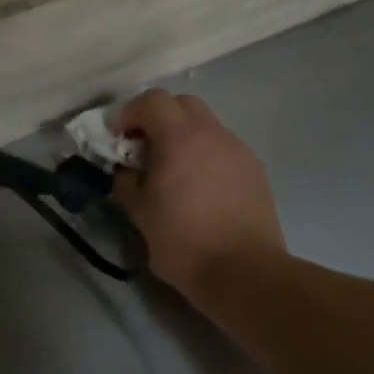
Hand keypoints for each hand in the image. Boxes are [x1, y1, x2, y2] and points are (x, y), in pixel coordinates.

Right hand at [114, 90, 285, 302]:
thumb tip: (125, 170)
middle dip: (158, 119)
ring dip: (183, 138)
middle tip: (143, 150)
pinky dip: (204, 156)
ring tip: (172, 173)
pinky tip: (199, 190)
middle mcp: (214, 135)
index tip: (118, 140)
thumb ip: (127, 183)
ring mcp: (239, 151)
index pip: (153, 101)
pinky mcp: (255, 171)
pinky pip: (223, 149)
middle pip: (183, 105)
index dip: (129, 114)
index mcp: (181, 139)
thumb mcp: (140, 215)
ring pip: (206, 127)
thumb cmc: (184, 244)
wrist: (244, 272)